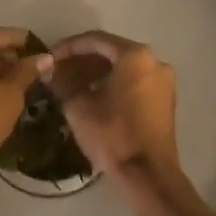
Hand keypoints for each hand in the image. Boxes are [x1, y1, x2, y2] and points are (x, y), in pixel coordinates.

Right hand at [48, 32, 206, 215]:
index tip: (50, 57)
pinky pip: (135, 81)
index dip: (69, 46)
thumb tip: (51, 70)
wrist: (149, 175)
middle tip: (59, 70)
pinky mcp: (165, 100)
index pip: (96, 40)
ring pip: (124, 67)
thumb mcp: (79, 106)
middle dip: (83, 60)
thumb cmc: (113, 134)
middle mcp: (154, 61)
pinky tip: (93, 96)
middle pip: (112, 52)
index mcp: (135, 56)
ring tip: (71, 85)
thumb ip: (63, 82)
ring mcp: (164, 81)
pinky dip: (113, 83)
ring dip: (97, 72)